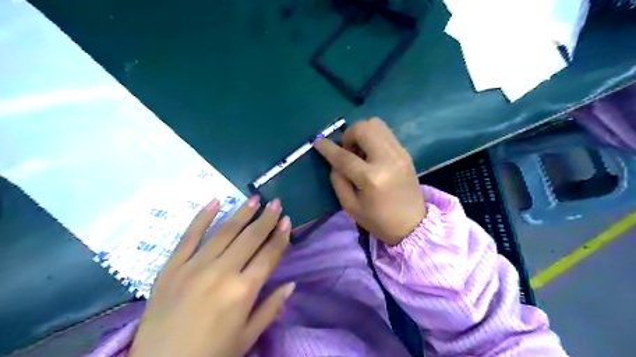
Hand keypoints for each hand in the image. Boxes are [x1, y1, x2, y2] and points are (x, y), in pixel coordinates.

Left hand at [132, 195, 295, 356]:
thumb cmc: (211, 355)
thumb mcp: (247, 337)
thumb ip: (271, 308)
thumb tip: (291, 284)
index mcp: (243, 291)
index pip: (269, 254)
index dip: (281, 236)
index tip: (287, 220)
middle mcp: (222, 272)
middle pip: (250, 238)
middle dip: (266, 218)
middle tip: (275, 202)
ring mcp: (194, 267)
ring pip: (224, 232)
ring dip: (242, 213)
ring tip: (254, 198)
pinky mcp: (171, 267)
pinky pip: (189, 236)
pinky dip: (202, 217)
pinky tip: (215, 201)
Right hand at [314, 116, 423, 245]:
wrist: (413, 224)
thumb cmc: (379, 220)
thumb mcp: (350, 206)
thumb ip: (338, 180)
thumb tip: (335, 161)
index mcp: (371, 178)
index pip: (344, 156)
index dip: (328, 148)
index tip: (318, 142)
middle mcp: (387, 159)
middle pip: (363, 128)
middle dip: (348, 135)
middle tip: (347, 151)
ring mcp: (399, 153)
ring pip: (376, 124)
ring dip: (361, 133)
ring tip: (360, 152)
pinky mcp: (405, 152)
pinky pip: (385, 133)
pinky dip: (373, 137)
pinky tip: (371, 154)